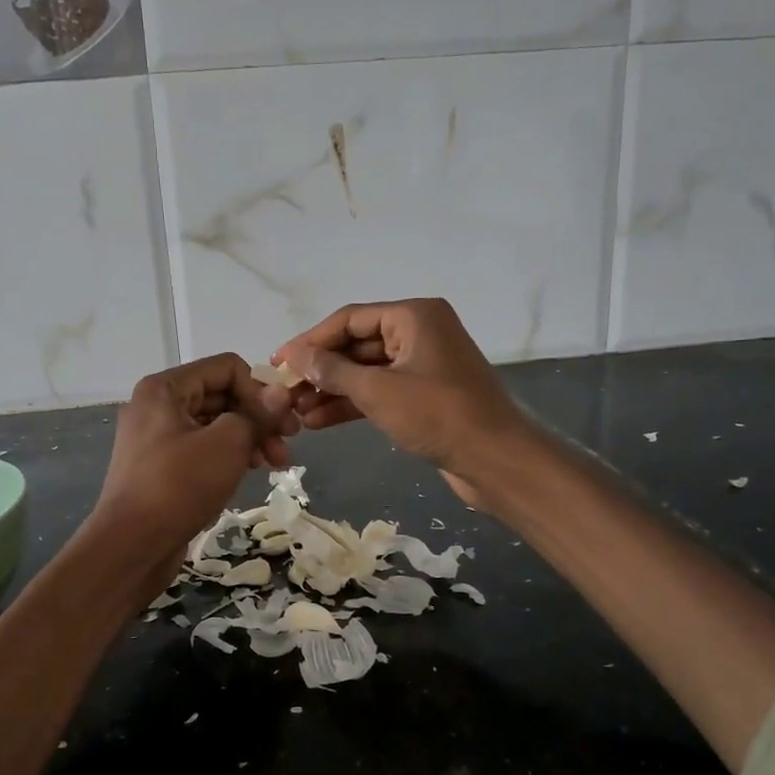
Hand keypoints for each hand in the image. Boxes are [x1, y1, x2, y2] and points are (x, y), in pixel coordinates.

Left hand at [90, 355, 295, 572]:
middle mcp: (158, 405)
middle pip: (222, 395)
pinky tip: (249, 473)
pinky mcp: (162, 468)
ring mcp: (157, 438)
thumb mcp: (226, 444)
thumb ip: (257, 414)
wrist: (130, 546)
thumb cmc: (178, 486)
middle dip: (258, 417)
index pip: (227, 368)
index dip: (260, 391)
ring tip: (275, 464)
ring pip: (215, 424)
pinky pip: (203, 449)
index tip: (282, 423)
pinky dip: (229, 456)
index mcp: (166, 388)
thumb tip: (282, 393)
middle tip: (288, 446)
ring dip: (249, 438)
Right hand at [273, 299, 534, 503]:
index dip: (310, 341)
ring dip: (332, 391)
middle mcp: (419, 332)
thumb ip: (332, 371)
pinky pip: (380, 391)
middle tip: (284, 393)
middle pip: (356, 345)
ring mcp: (423, 365)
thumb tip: (293, 355)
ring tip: (295, 413)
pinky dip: (353, 404)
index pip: (349, 319)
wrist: (495, 459)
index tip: (278, 362)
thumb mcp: (378, 390)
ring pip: (366, 371)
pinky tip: (319, 422)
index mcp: (414, 315)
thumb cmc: (438, 415)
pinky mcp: (424, 395)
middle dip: (320, 370)